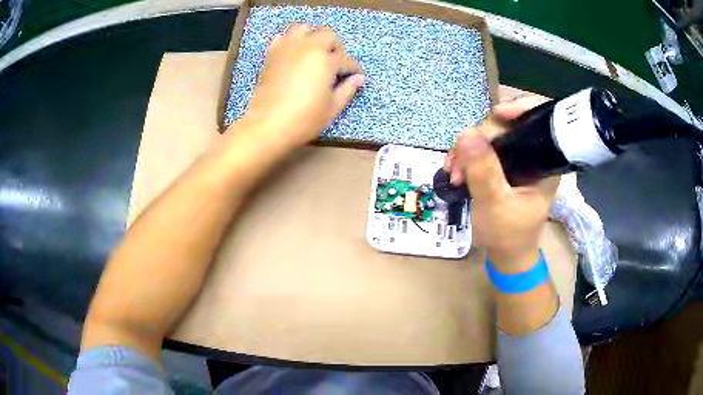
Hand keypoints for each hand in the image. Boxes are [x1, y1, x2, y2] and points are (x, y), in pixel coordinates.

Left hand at [236, 23, 363, 150]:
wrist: (267, 125)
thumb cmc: (304, 120)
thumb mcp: (332, 108)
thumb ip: (347, 90)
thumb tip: (359, 79)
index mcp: (326, 60)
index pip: (346, 59)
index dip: (354, 68)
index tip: (355, 75)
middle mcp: (308, 47)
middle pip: (327, 34)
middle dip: (335, 46)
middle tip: (336, 62)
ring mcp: (287, 48)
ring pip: (303, 28)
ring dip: (312, 36)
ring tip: (314, 52)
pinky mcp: (271, 54)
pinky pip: (282, 37)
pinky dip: (289, 41)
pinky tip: (293, 54)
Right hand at [445, 96, 558, 272]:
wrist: (506, 256)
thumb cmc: (508, 235)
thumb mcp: (496, 205)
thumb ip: (483, 171)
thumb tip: (465, 133)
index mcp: (545, 162)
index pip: (538, 121)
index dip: (520, 109)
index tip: (497, 115)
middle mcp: (533, 156)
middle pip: (507, 127)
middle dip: (479, 139)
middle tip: (458, 162)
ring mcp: (516, 160)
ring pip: (491, 137)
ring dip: (468, 150)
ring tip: (453, 172)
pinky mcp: (503, 166)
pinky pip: (483, 150)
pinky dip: (467, 157)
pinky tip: (455, 170)